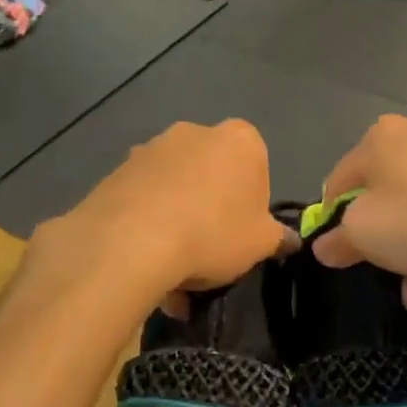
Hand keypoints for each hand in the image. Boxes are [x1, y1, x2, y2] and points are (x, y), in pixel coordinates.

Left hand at [43, 120, 290, 303]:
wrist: (132, 240)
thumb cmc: (213, 232)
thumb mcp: (261, 243)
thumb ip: (278, 238)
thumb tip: (289, 240)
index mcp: (239, 139)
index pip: (256, 166)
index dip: (252, 203)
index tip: (244, 232)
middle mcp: (194, 132)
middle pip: (212, 175)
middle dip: (211, 210)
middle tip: (210, 253)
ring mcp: (151, 148)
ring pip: (175, 190)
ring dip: (177, 222)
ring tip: (172, 274)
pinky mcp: (117, 170)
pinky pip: (143, 200)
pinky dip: (147, 225)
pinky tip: (145, 264)